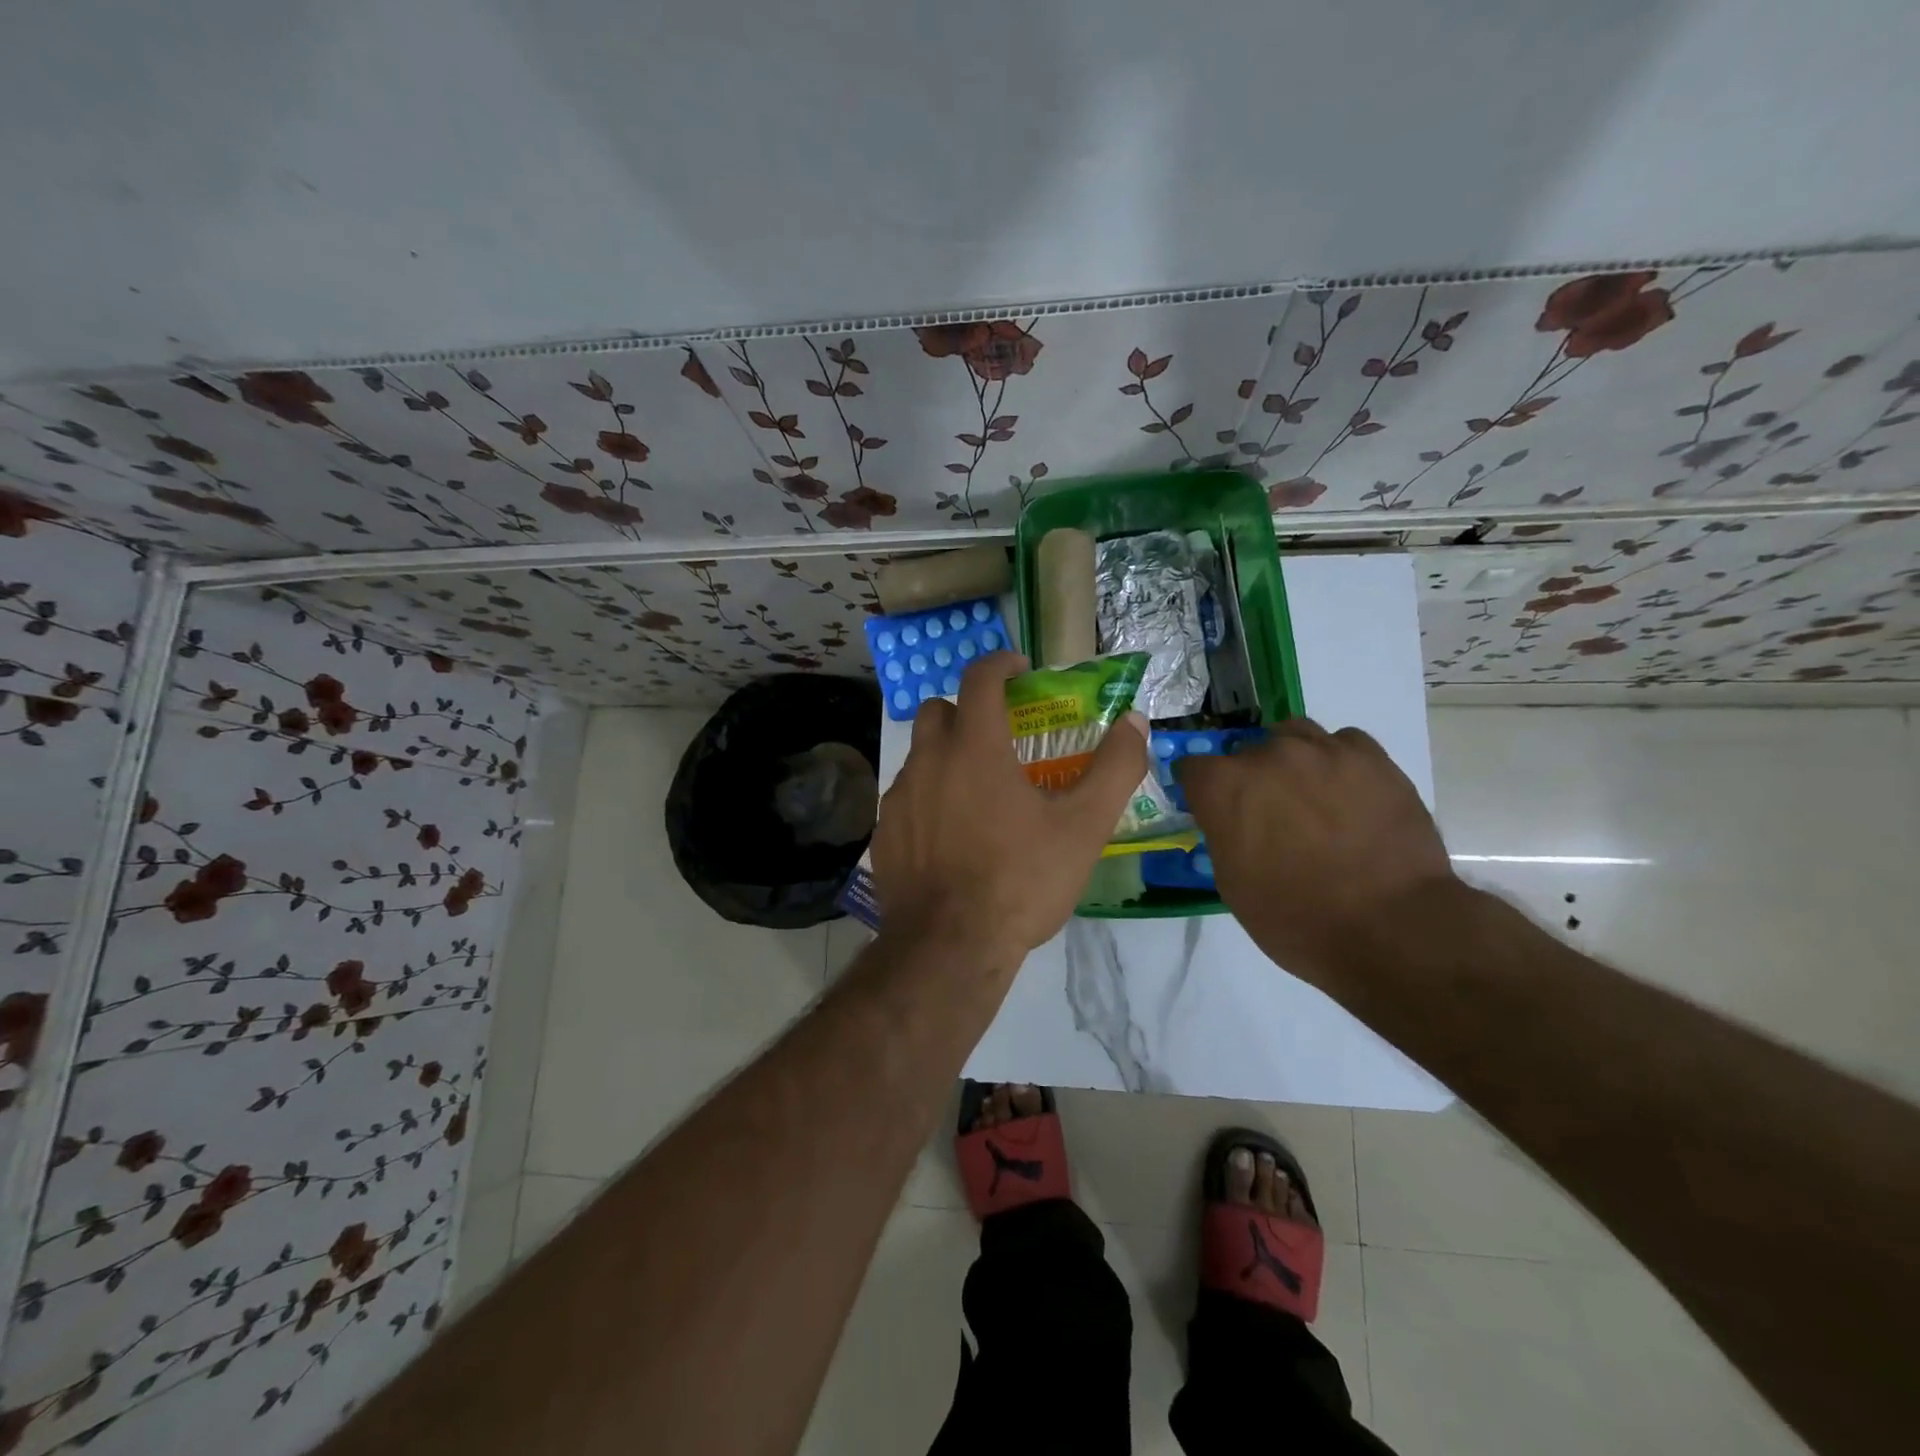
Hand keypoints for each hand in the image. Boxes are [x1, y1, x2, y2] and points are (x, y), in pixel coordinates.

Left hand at [871, 652, 1147, 968]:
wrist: (949, 946)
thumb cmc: (1020, 880)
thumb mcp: (1084, 827)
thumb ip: (1115, 768)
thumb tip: (1136, 722)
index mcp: (975, 747)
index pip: (980, 677)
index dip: (1001, 663)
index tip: (1020, 670)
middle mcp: (928, 760)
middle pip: (938, 710)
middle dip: (968, 710)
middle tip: (999, 737)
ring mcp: (899, 797)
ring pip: (920, 755)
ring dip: (947, 757)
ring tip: (979, 794)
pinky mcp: (883, 832)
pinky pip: (906, 797)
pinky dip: (929, 799)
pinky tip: (951, 836)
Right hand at [1177, 720, 1455, 985]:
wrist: (1389, 928)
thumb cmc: (1295, 918)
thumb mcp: (1233, 883)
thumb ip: (1224, 835)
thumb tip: (1233, 823)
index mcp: (1224, 787)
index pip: (1193, 768)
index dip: (1203, 791)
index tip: (1215, 811)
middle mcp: (1267, 755)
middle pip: (1245, 753)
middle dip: (1251, 780)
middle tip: (1271, 817)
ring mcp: (1322, 750)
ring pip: (1293, 736)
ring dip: (1292, 761)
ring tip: (1310, 796)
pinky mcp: (1371, 757)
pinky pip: (1342, 743)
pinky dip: (1337, 762)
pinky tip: (1349, 793)